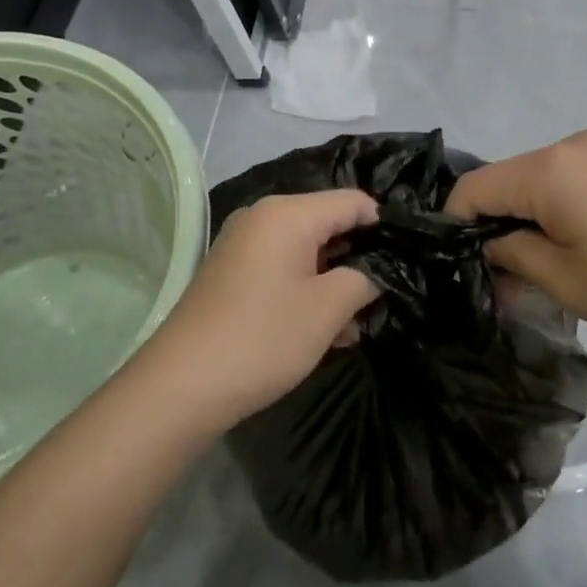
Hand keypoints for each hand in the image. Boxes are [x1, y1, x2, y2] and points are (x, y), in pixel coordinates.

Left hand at [135, 190, 380, 433]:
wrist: (181, 385)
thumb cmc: (263, 338)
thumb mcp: (327, 309)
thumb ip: (364, 279)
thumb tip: (377, 271)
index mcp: (288, 213)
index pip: (353, 202)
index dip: (383, 228)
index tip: (404, 262)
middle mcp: (264, 217)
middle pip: (328, 224)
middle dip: (358, 260)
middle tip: (382, 299)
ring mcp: (244, 244)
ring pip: (307, 250)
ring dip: (334, 282)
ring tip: (354, 327)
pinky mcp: (233, 271)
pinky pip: (282, 267)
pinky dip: (306, 290)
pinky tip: (324, 331)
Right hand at [447, 131, 586, 358]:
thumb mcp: (565, 283)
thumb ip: (509, 256)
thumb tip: (486, 246)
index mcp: (548, 168)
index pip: (472, 187)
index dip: (455, 227)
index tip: (462, 270)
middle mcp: (570, 144)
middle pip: (505, 182)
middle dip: (495, 229)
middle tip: (507, 286)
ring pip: (537, 183)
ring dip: (528, 222)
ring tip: (547, 275)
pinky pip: (569, 182)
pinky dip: (558, 212)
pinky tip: (582, 250)